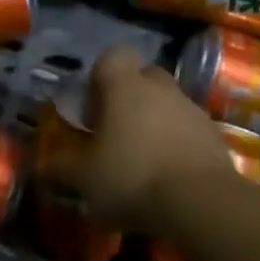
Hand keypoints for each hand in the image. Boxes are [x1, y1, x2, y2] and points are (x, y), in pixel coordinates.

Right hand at [69, 47, 244, 225]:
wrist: (201, 204)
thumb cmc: (132, 176)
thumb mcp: (85, 177)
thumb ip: (62, 167)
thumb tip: (44, 166)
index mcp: (125, 86)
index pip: (113, 57)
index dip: (100, 75)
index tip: (92, 105)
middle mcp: (161, 88)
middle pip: (144, 77)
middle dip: (129, 97)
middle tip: (115, 130)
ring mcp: (193, 110)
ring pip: (168, 104)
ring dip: (155, 122)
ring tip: (142, 159)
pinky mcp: (215, 137)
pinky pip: (189, 131)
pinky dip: (177, 144)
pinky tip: (168, 175)